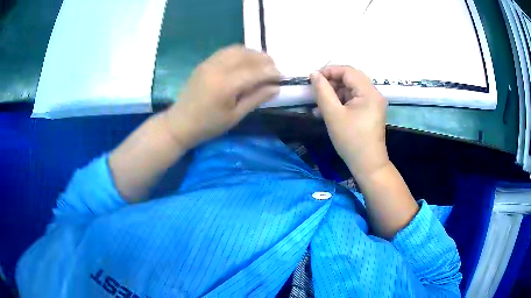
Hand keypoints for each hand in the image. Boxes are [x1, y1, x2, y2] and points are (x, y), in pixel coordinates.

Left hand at [164, 45, 279, 149]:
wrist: (180, 123)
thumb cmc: (209, 125)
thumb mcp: (235, 116)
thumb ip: (256, 98)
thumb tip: (276, 87)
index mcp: (226, 85)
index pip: (255, 72)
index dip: (271, 73)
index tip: (281, 77)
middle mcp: (218, 68)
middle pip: (247, 55)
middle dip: (264, 60)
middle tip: (274, 69)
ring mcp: (209, 63)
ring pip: (237, 49)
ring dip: (253, 53)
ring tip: (262, 64)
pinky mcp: (205, 62)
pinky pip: (226, 51)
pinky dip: (240, 53)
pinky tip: (245, 62)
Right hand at [310, 66, 388, 175]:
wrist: (368, 165)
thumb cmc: (350, 140)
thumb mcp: (333, 114)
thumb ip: (322, 91)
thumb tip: (314, 74)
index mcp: (369, 92)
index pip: (348, 71)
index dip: (329, 71)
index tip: (313, 78)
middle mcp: (374, 94)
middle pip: (351, 78)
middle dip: (332, 82)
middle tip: (316, 90)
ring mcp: (374, 103)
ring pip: (352, 89)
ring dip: (335, 92)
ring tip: (320, 103)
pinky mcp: (371, 111)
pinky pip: (355, 99)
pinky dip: (342, 101)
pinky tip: (329, 110)